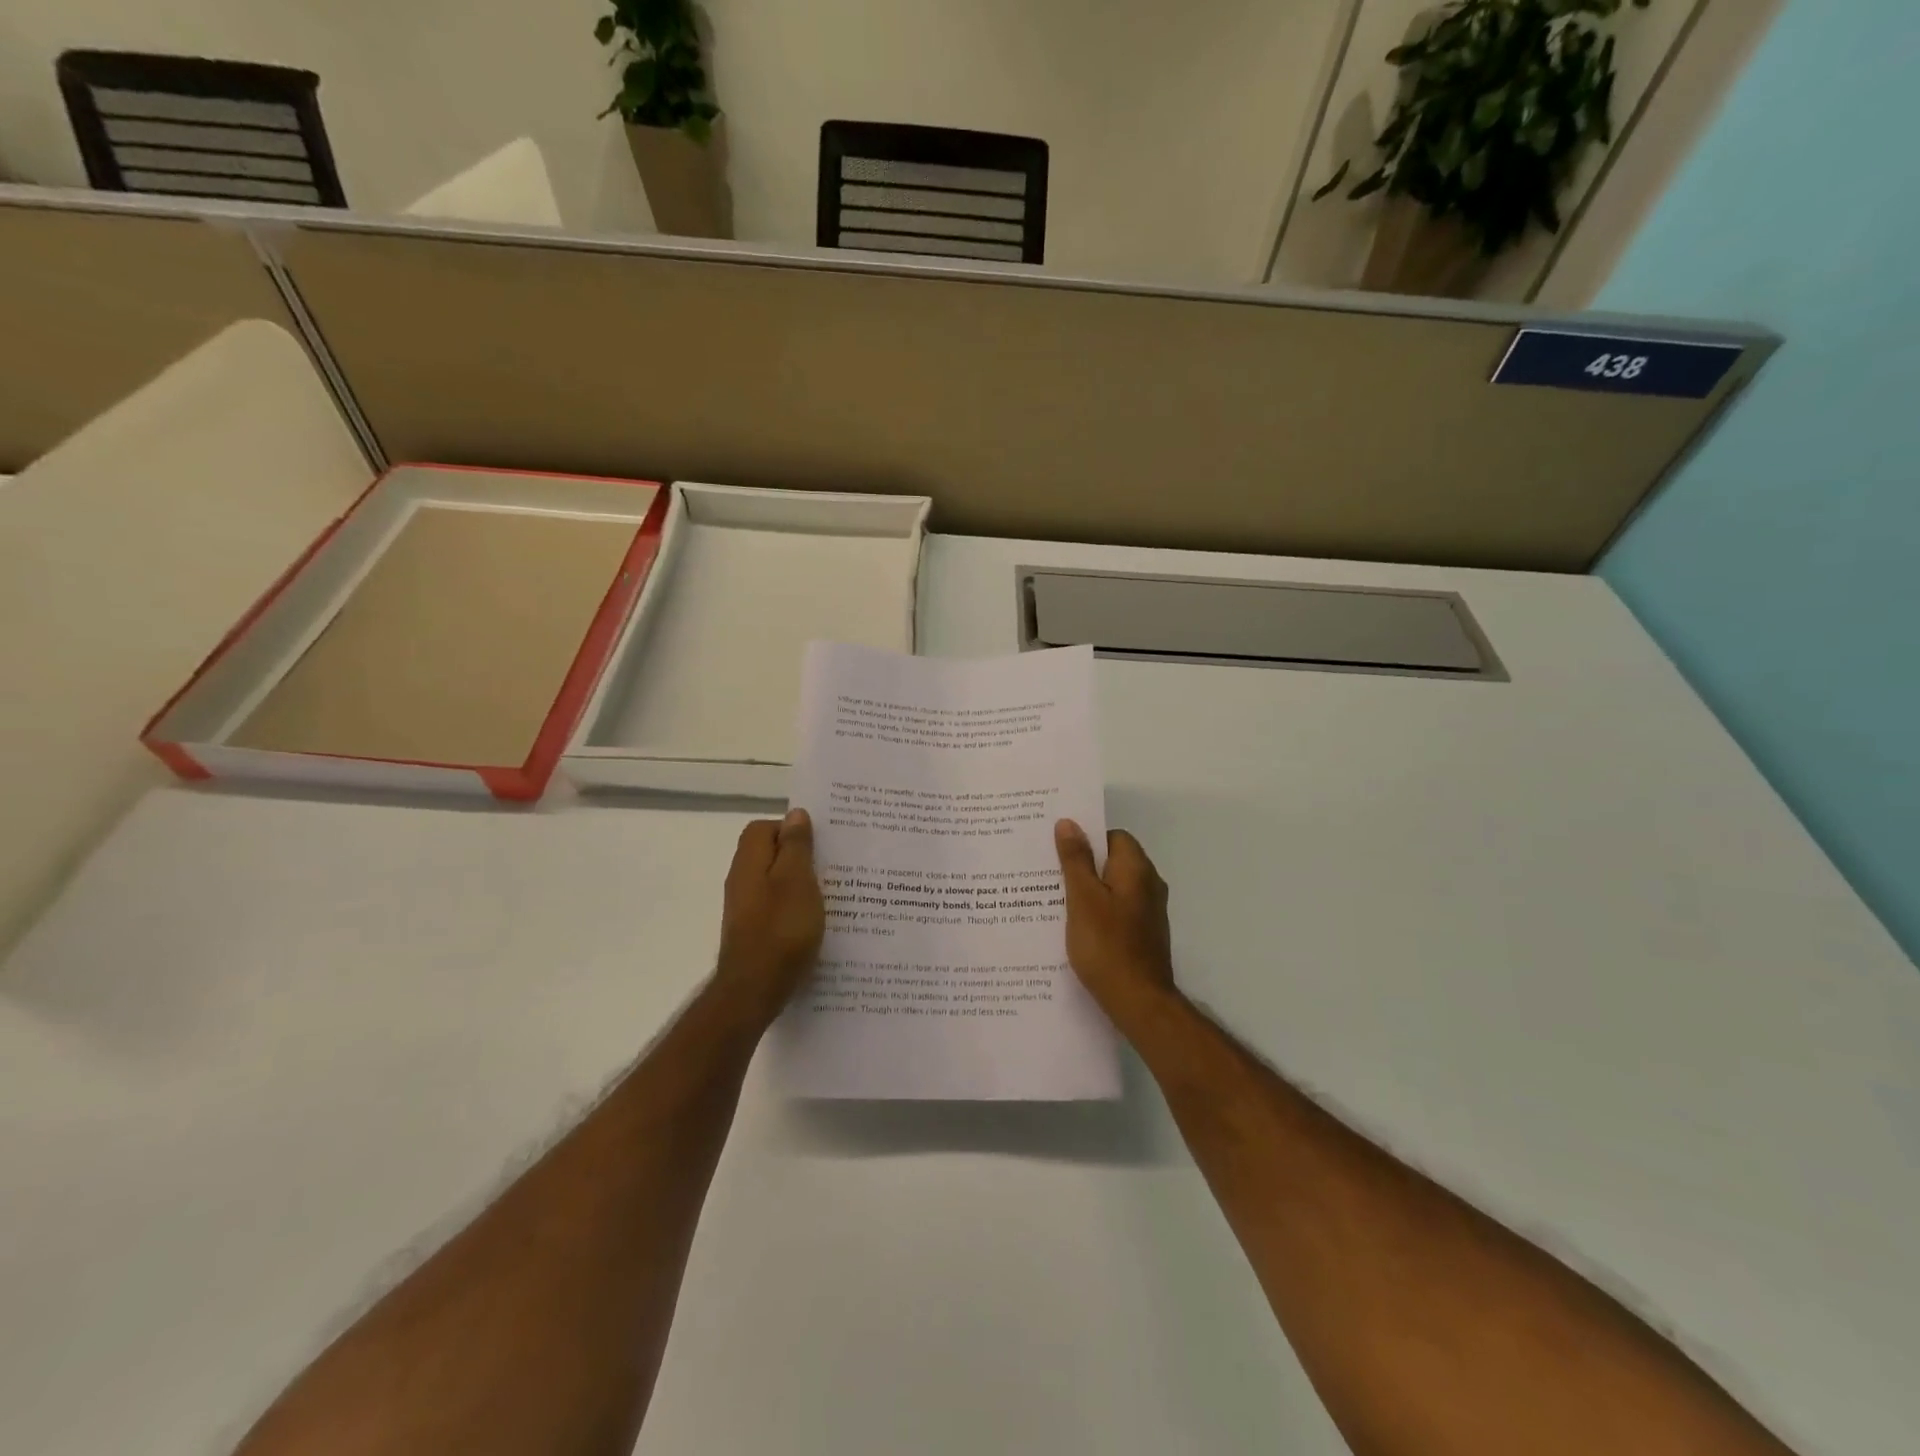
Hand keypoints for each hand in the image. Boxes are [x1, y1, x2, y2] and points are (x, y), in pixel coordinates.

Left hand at [715, 809, 824, 1027]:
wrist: (755, 990)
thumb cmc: (781, 930)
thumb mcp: (797, 881)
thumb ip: (796, 846)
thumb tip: (795, 814)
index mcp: (750, 862)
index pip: (763, 828)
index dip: (790, 829)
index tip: (819, 842)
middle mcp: (742, 881)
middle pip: (769, 854)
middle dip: (799, 856)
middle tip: (831, 865)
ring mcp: (745, 909)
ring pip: (774, 882)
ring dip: (800, 883)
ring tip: (831, 893)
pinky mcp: (753, 932)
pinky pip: (776, 907)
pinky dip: (795, 907)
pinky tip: (816, 921)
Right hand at [1055, 819, 1176, 1024]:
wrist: (1139, 1002)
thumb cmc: (1107, 945)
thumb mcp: (1082, 898)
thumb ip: (1075, 860)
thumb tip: (1069, 823)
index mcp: (1136, 869)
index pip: (1113, 836)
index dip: (1086, 839)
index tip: (1057, 848)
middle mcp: (1149, 885)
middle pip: (1113, 861)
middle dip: (1082, 864)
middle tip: (1048, 871)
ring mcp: (1149, 912)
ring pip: (1113, 888)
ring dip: (1088, 890)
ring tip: (1053, 899)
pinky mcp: (1143, 935)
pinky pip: (1117, 911)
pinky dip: (1097, 912)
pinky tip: (1074, 927)